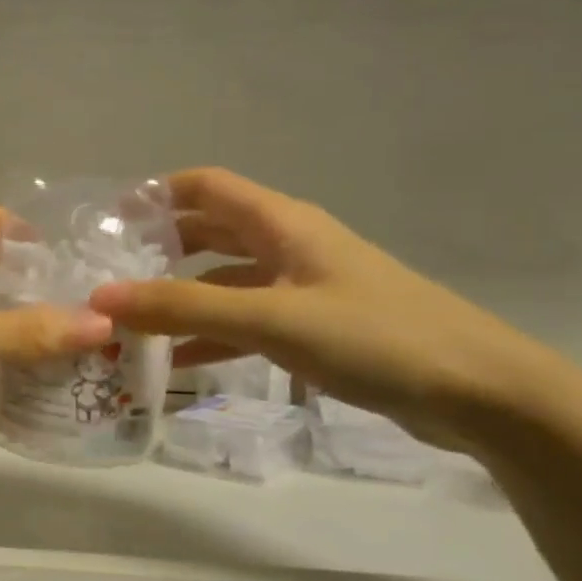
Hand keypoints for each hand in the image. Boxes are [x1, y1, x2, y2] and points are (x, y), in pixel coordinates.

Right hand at [88, 168, 567, 447]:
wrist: (480, 393)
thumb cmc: (375, 337)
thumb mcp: (271, 319)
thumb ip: (184, 308)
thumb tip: (101, 298)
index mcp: (282, 224)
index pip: (205, 187)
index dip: (155, 194)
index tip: (106, 221)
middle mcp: (289, 246)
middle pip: (210, 234)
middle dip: (159, 250)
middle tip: (108, 276)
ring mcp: (303, 289)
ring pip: (226, 282)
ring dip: (181, 299)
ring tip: (131, 323)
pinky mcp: (315, 329)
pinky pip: (248, 323)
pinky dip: (212, 337)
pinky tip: (180, 363)